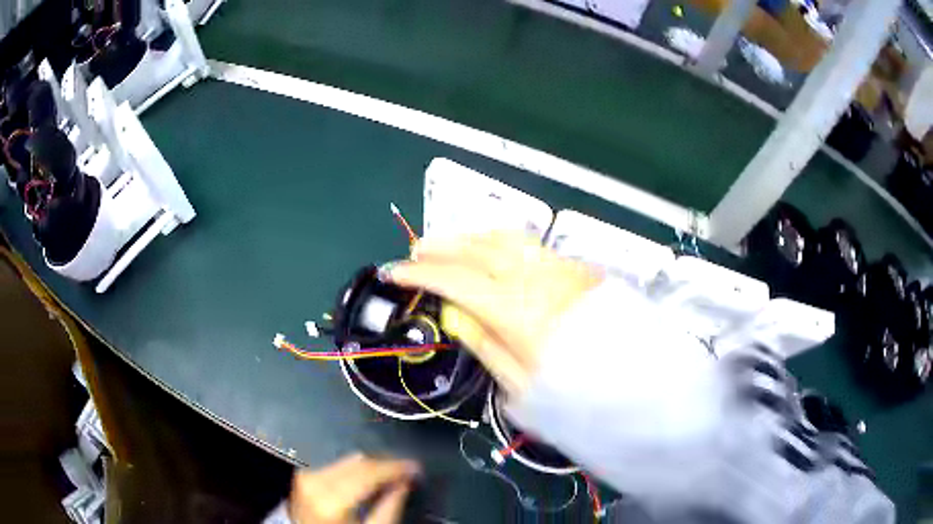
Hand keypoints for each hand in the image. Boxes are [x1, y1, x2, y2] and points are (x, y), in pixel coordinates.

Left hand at [289, 453, 419, 523]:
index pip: (369, 471)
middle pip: (359, 461)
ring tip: (389, 474)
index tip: (417, 467)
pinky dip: (355, 468)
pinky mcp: (304, 474)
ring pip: (348, 459)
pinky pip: (336, 463)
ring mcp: (307, 475)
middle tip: (407, 471)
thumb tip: (404, 481)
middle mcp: (316, 480)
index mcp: (332, 498)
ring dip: (371, 466)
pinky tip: (368, 476)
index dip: (396, 467)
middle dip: (385, 464)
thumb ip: (389, 508)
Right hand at [387, 231, 601, 396]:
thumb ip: (487, 345)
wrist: (635, 382)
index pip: (457, 282)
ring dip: (471, 237)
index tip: (395, 272)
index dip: (422, 275)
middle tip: (418, 249)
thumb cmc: (576, 393)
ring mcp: (558, 269)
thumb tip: (456, 314)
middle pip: (479, 251)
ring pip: (505, 239)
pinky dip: (501, 240)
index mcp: (517, 313)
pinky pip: (529, 244)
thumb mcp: (522, 385)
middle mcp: (535, 280)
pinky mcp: (575, 268)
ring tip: (449, 242)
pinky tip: (493, 246)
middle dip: (443, 247)